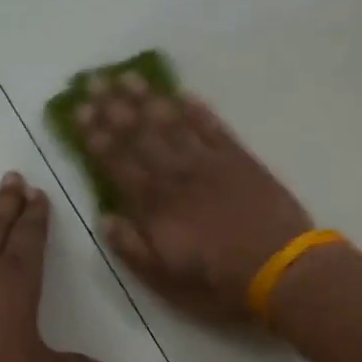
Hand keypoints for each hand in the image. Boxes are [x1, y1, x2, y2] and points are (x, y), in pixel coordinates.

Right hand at [78, 72, 312, 322]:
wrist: (281, 270)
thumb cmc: (219, 283)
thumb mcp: (166, 281)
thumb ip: (132, 248)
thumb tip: (105, 218)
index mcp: (155, 206)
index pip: (117, 163)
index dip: (96, 137)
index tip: (79, 112)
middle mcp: (177, 176)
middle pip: (140, 134)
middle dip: (114, 107)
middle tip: (94, 81)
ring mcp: (210, 164)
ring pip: (173, 123)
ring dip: (149, 99)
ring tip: (128, 77)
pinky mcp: (241, 160)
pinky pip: (214, 128)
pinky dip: (198, 110)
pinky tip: (183, 94)